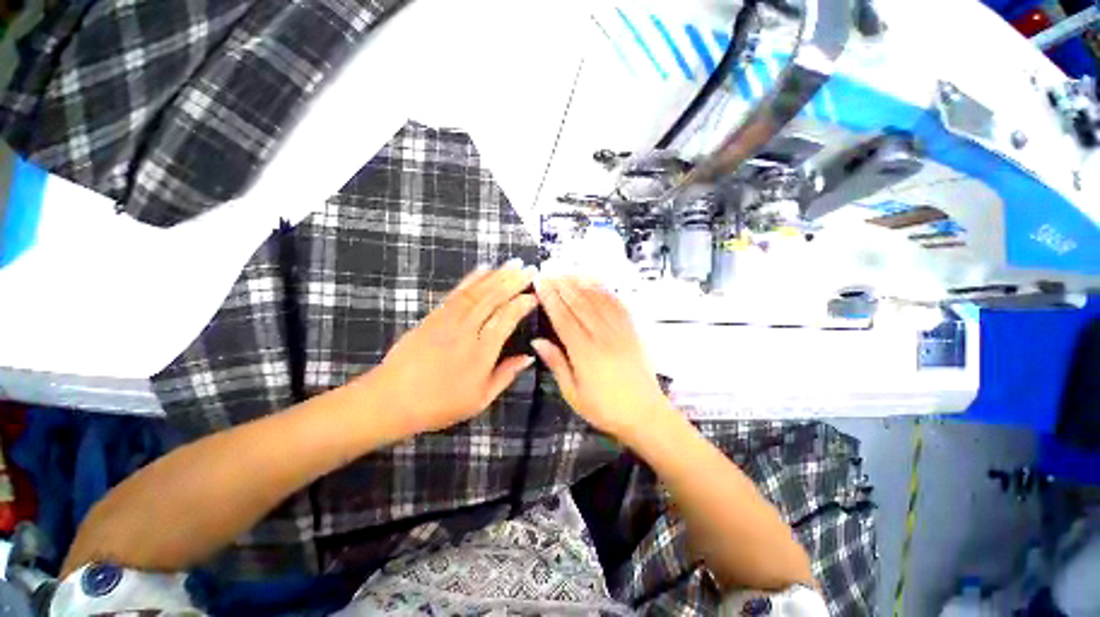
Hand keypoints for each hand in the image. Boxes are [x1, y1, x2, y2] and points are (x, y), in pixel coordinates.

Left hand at [367, 264, 537, 434]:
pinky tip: (483, 269)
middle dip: (513, 281)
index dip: (522, 305)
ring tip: (512, 263)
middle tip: (529, 269)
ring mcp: (448, 320)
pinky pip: (456, 293)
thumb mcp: (480, 399)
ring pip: (477, 292)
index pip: (506, 319)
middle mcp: (467, 331)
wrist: (391, 399)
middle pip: (493, 299)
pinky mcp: (434, 315)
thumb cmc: (440, 404)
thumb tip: (529, 357)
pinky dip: (472, 279)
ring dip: (496, 275)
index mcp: (481, 352)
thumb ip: (507, 375)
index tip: (534, 295)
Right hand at [532, 277, 669, 441]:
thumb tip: (537, 341)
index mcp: (584, 353)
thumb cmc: (605, 408)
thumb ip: (556, 364)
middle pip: (579, 304)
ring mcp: (620, 332)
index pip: (563, 318)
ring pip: (598, 301)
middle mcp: (602, 337)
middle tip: (550, 271)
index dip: (550, 298)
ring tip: (568, 272)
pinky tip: (597, 282)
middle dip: (562, 285)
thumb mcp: (573, 394)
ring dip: (581, 284)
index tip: (540, 283)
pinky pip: (619, 306)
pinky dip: (606, 291)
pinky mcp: (633, 332)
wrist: (646, 415)